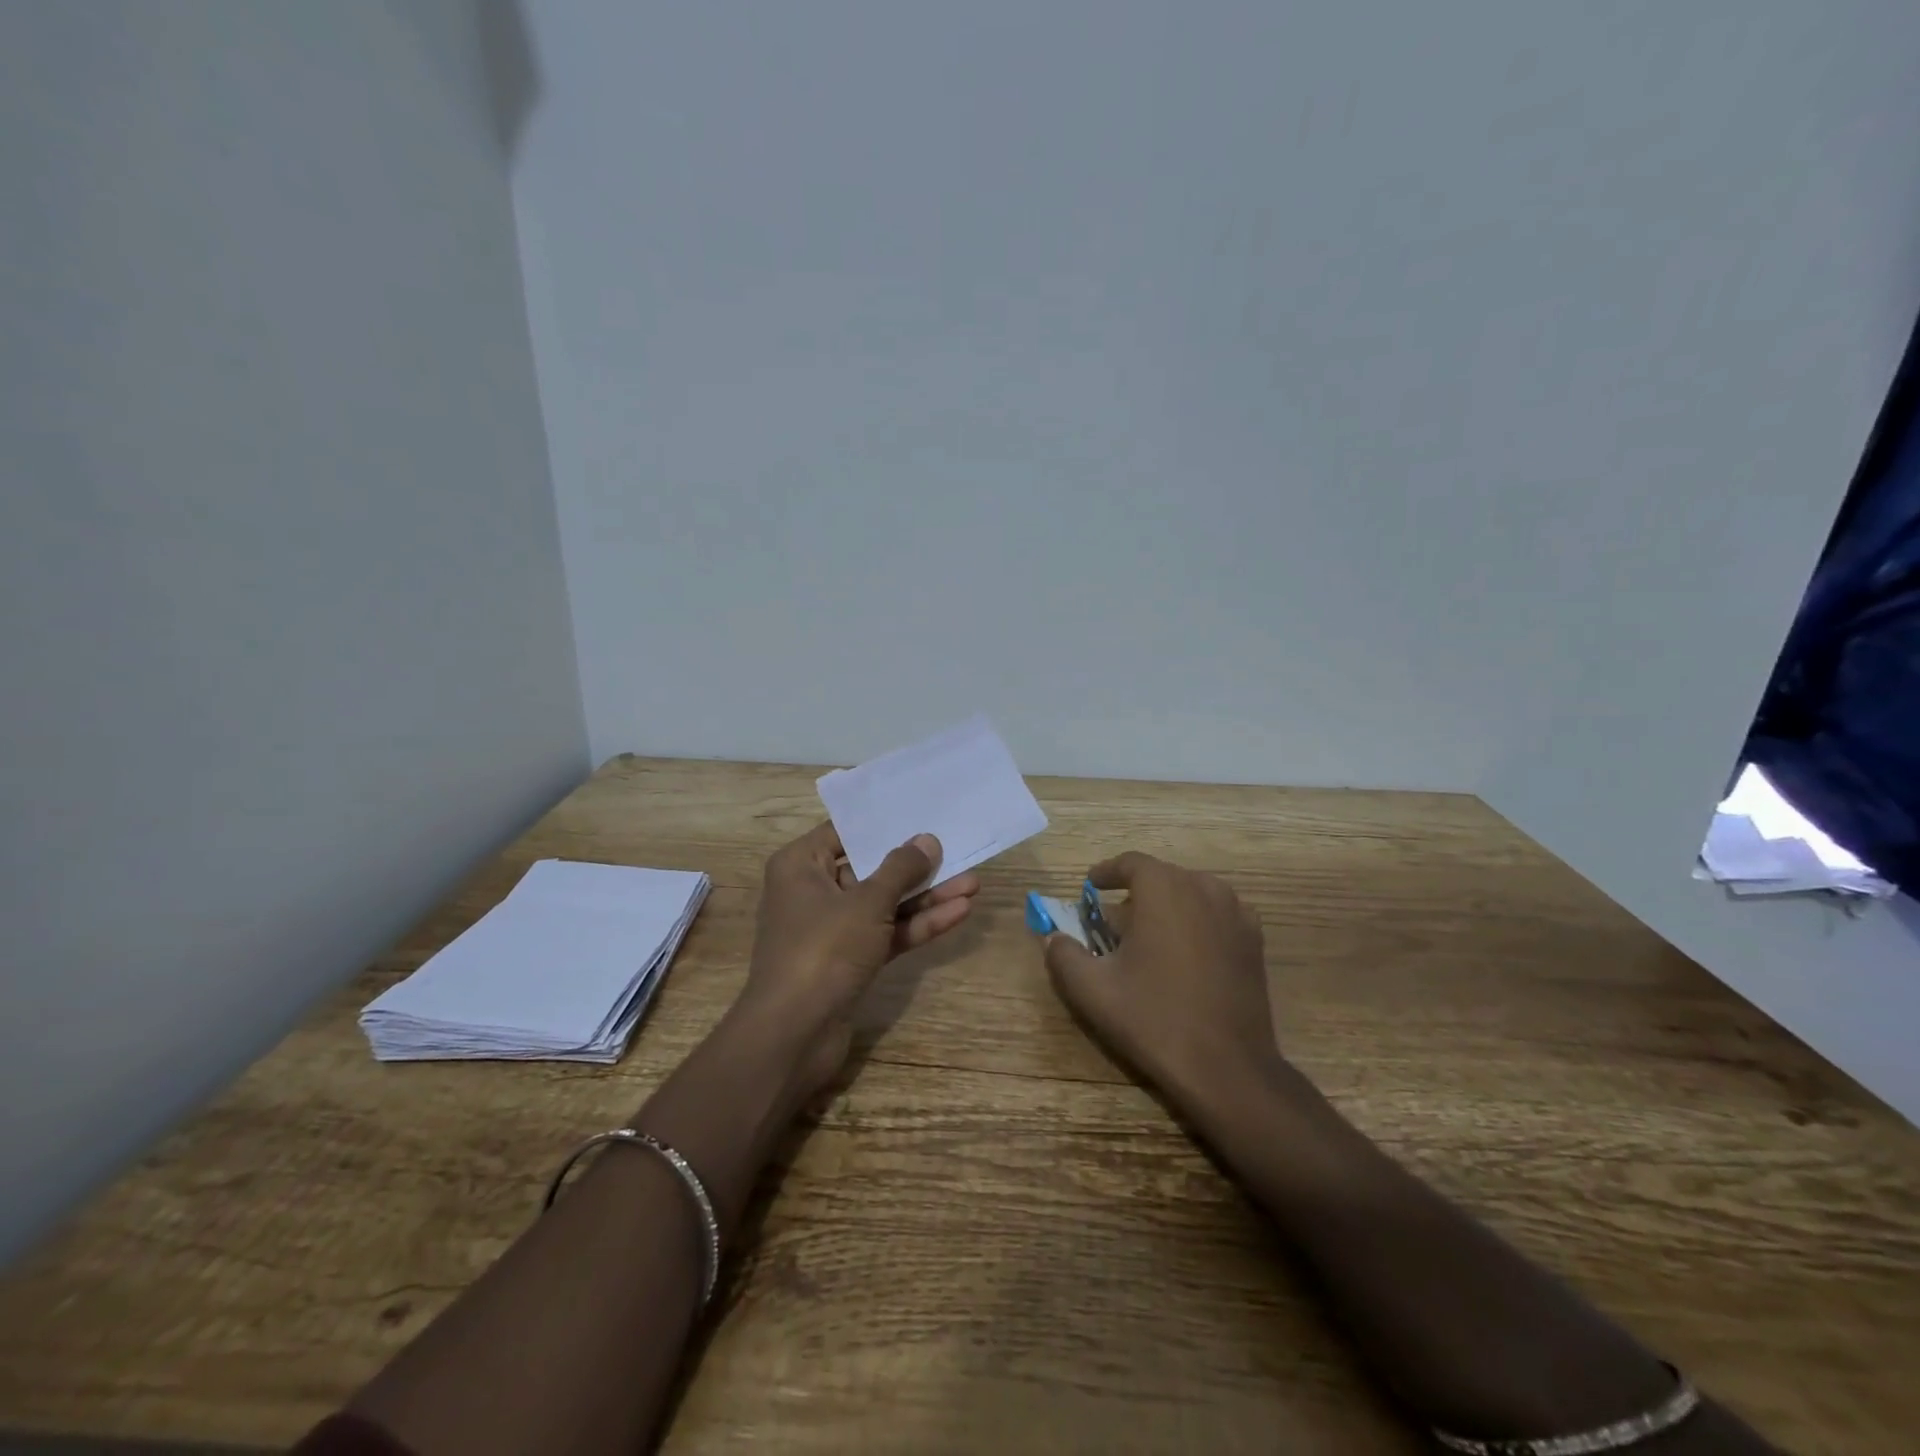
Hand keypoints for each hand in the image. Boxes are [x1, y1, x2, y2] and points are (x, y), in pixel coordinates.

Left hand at [736, 822, 979, 1097]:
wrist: (794, 1035)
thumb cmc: (823, 950)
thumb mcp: (867, 903)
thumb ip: (900, 870)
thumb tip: (926, 840)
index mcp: (801, 865)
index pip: (846, 832)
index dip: (885, 824)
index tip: (922, 812)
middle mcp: (813, 891)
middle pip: (871, 869)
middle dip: (916, 865)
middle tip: (957, 849)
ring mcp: (833, 929)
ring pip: (885, 904)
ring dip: (926, 897)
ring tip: (973, 884)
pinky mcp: (850, 960)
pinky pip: (887, 933)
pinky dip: (918, 925)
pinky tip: (958, 913)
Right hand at [1044, 851, 1279, 1126]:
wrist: (1226, 1067)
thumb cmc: (1154, 1019)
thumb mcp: (1092, 989)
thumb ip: (1063, 955)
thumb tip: (1054, 938)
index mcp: (1164, 889)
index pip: (1131, 863)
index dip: (1106, 873)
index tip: (1090, 888)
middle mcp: (1204, 888)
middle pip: (1161, 877)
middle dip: (1134, 894)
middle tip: (1113, 924)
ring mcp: (1236, 913)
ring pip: (1191, 893)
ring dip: (1167, 905)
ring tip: (1148, 937)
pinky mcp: (1254, 940)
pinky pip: (1216, 914)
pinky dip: (1196, 921)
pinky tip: (1185, 953)